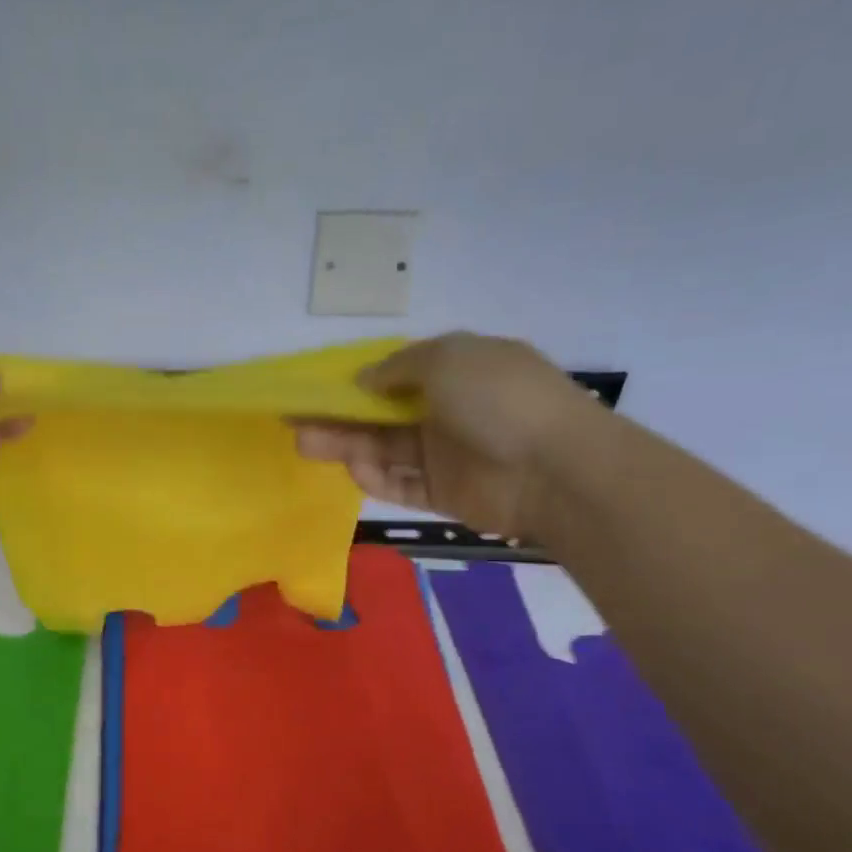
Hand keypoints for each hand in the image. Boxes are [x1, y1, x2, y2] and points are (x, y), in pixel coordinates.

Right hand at [292, 333, 605, 539]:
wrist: (555, 469)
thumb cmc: (499, 398)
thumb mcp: (448, 358)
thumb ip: (398, 366)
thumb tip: (363, 380)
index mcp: (457, 370)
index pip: (397, 374)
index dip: (357, 381)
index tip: (318, 388)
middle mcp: (448, 410)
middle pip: (381, 415)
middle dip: (339, 417)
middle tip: (297, 421)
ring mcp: (445, 454)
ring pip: (383, 449)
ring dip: (345, 446)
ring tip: (305, 444)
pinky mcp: (442, 494)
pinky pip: (399, 484)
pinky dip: (375, 478)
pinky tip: (355, 470)